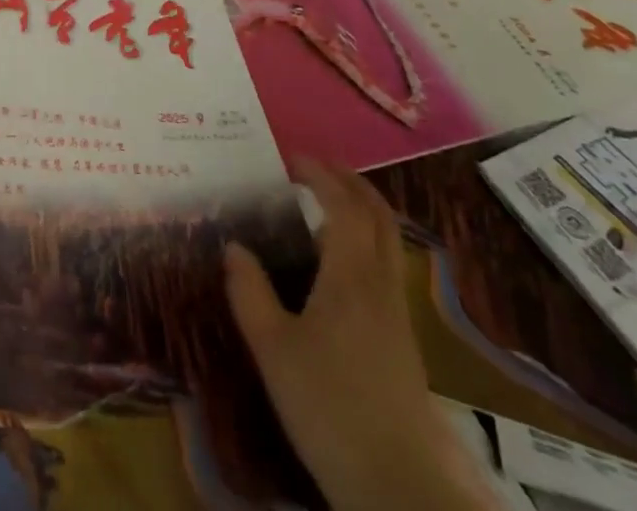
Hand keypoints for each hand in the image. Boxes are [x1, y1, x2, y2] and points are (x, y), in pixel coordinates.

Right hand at [225, 159, 493, 510]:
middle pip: (377, 215)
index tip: (291, 158)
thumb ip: (249, 291)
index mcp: (351, 276)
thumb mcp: (272, 348)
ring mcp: (397, 313)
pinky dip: (364, 239)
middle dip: (349, 181)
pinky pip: (385, 264)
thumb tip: (233, 246)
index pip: (343, 205)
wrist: (401, 487)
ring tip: (322, 203)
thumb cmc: (329, 408)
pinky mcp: (402, 339)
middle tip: (313, 167)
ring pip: (387, 240)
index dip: (320, 174)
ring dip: (360, 208)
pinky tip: (336, 259)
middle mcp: (380, 284)